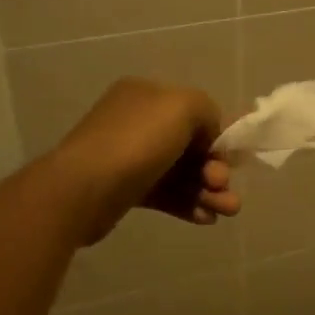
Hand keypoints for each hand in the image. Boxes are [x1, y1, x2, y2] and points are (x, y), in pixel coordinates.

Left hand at [49, 78, 240, 244]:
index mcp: (148, 95)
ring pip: (180, 173)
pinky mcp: (126, 190)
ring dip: (208, 191)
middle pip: (190, 146)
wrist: (83, 190)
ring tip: (226, 211)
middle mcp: (137, 122)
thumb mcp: (183, 106)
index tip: (231, 159)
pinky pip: (165, 194)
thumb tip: (209, 136)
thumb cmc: (137, 142)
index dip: (217, 135)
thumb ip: (208, 111)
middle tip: (221, 187)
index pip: (194, 112)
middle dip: (214, 168)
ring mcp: (130, 157)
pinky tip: (205, 219)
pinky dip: (188, 205)